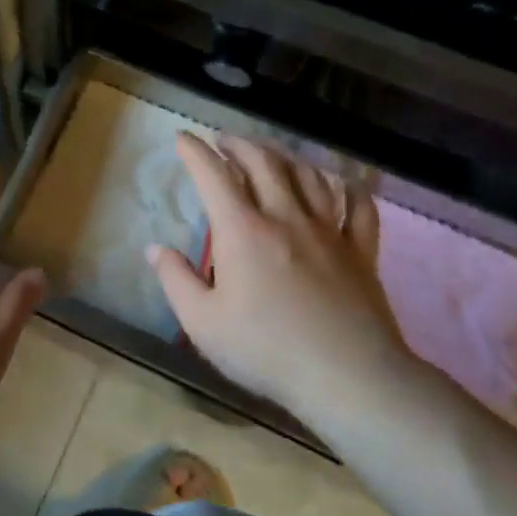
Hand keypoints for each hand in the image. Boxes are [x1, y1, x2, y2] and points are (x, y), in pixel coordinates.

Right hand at [147, 132, 407, 417]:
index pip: (214, 176)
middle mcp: (286, 218)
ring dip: (284, 156)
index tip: (182, 138)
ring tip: (270, 154)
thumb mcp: (202, 323)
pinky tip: (338, 183)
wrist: (348, 377)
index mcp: (243, 231)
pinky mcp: (361, 251)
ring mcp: (328, 231)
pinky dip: (345, 187)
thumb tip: (154, 249)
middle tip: (222, 141)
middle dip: (238, 144)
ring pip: (308, 175)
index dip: (195, 151)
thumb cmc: (266, 351)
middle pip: (263, 162)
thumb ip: (175, 280)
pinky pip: (358, 205)